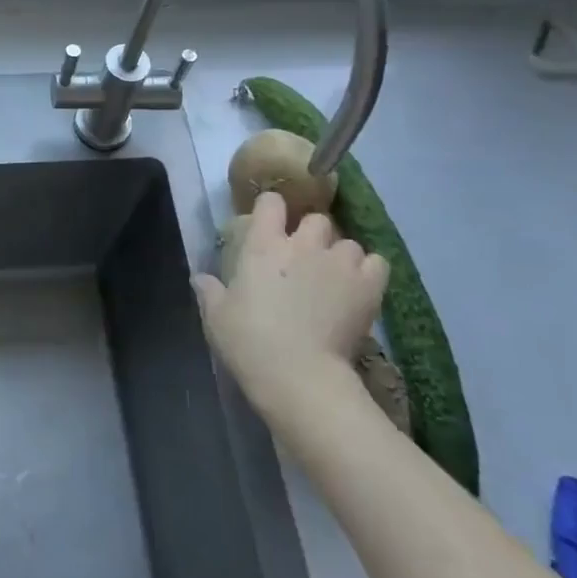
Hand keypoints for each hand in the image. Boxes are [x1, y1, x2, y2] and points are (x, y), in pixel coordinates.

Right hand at [193, 192, 388, 417]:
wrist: (298, 374)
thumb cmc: (249, 342)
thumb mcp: (217, 317)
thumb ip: (209, 292)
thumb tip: (199, 277)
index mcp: (263, 245)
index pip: (271, 202)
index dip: (272, 209)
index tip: (270, 224)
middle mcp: (303, 244)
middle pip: (316, 220)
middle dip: (312, 234)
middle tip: (305, 257)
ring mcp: (338, 263)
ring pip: (348, 242)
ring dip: (341, 255)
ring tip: (336, 277)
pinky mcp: (367, 286)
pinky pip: (377, 263)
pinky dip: (369, 272)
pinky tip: (360, 287)